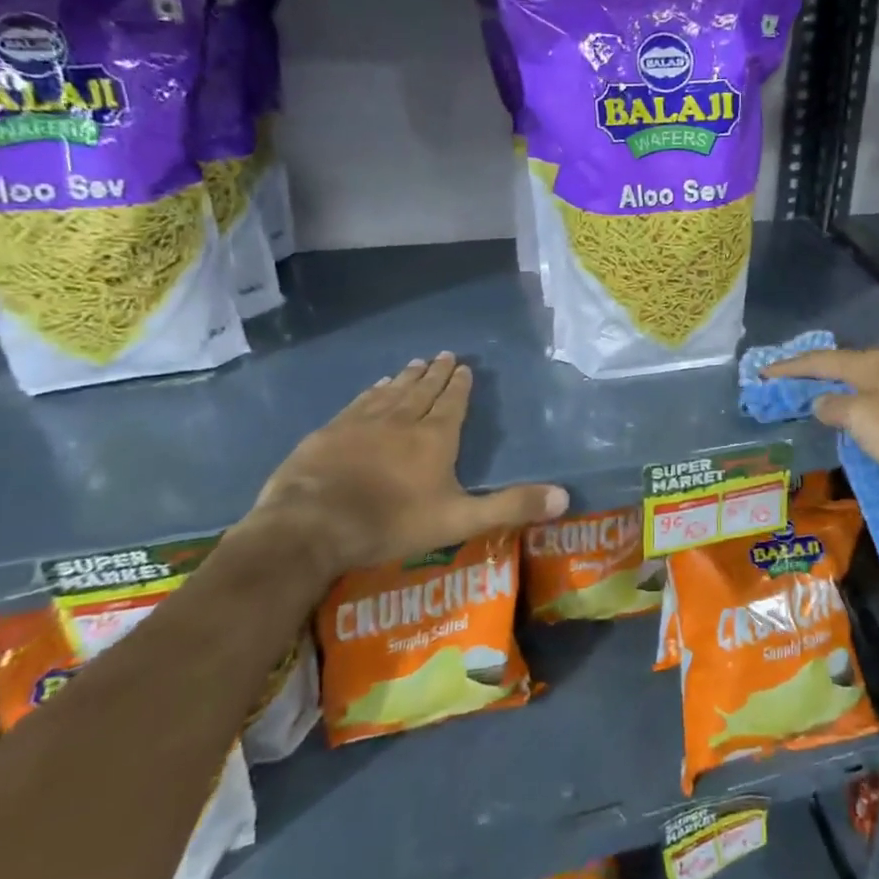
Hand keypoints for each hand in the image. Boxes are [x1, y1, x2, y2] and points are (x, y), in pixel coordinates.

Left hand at [250, 353, 567, 581]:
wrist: (312, 524)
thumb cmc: (392, 522)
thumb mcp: (460, 520)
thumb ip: (511, 507)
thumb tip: (565, 497)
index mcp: (435, 438)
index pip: (452, 403)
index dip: (460, 385)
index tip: (464, 366)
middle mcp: (402, 420)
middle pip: (423, 391)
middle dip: (436, 373)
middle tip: (444, 354)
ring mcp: (362, 423)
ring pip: (391, 392)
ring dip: (406, 377)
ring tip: (415, 363)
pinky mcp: (331, 432)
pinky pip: (360, 402)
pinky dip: (372, 391)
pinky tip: (375, 386)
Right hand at [763, 347, 878, 505]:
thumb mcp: (861, 421)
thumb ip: (834, 406)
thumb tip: (821, 400)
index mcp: (872, 362)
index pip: (821, 360)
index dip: (790, 367)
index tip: (764, 373)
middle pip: (844, 363)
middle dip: (815, 372)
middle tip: (789, 383)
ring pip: (865, 378)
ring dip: (840, 386)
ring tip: (820, 397)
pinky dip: (861, 400)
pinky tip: (860, 413)